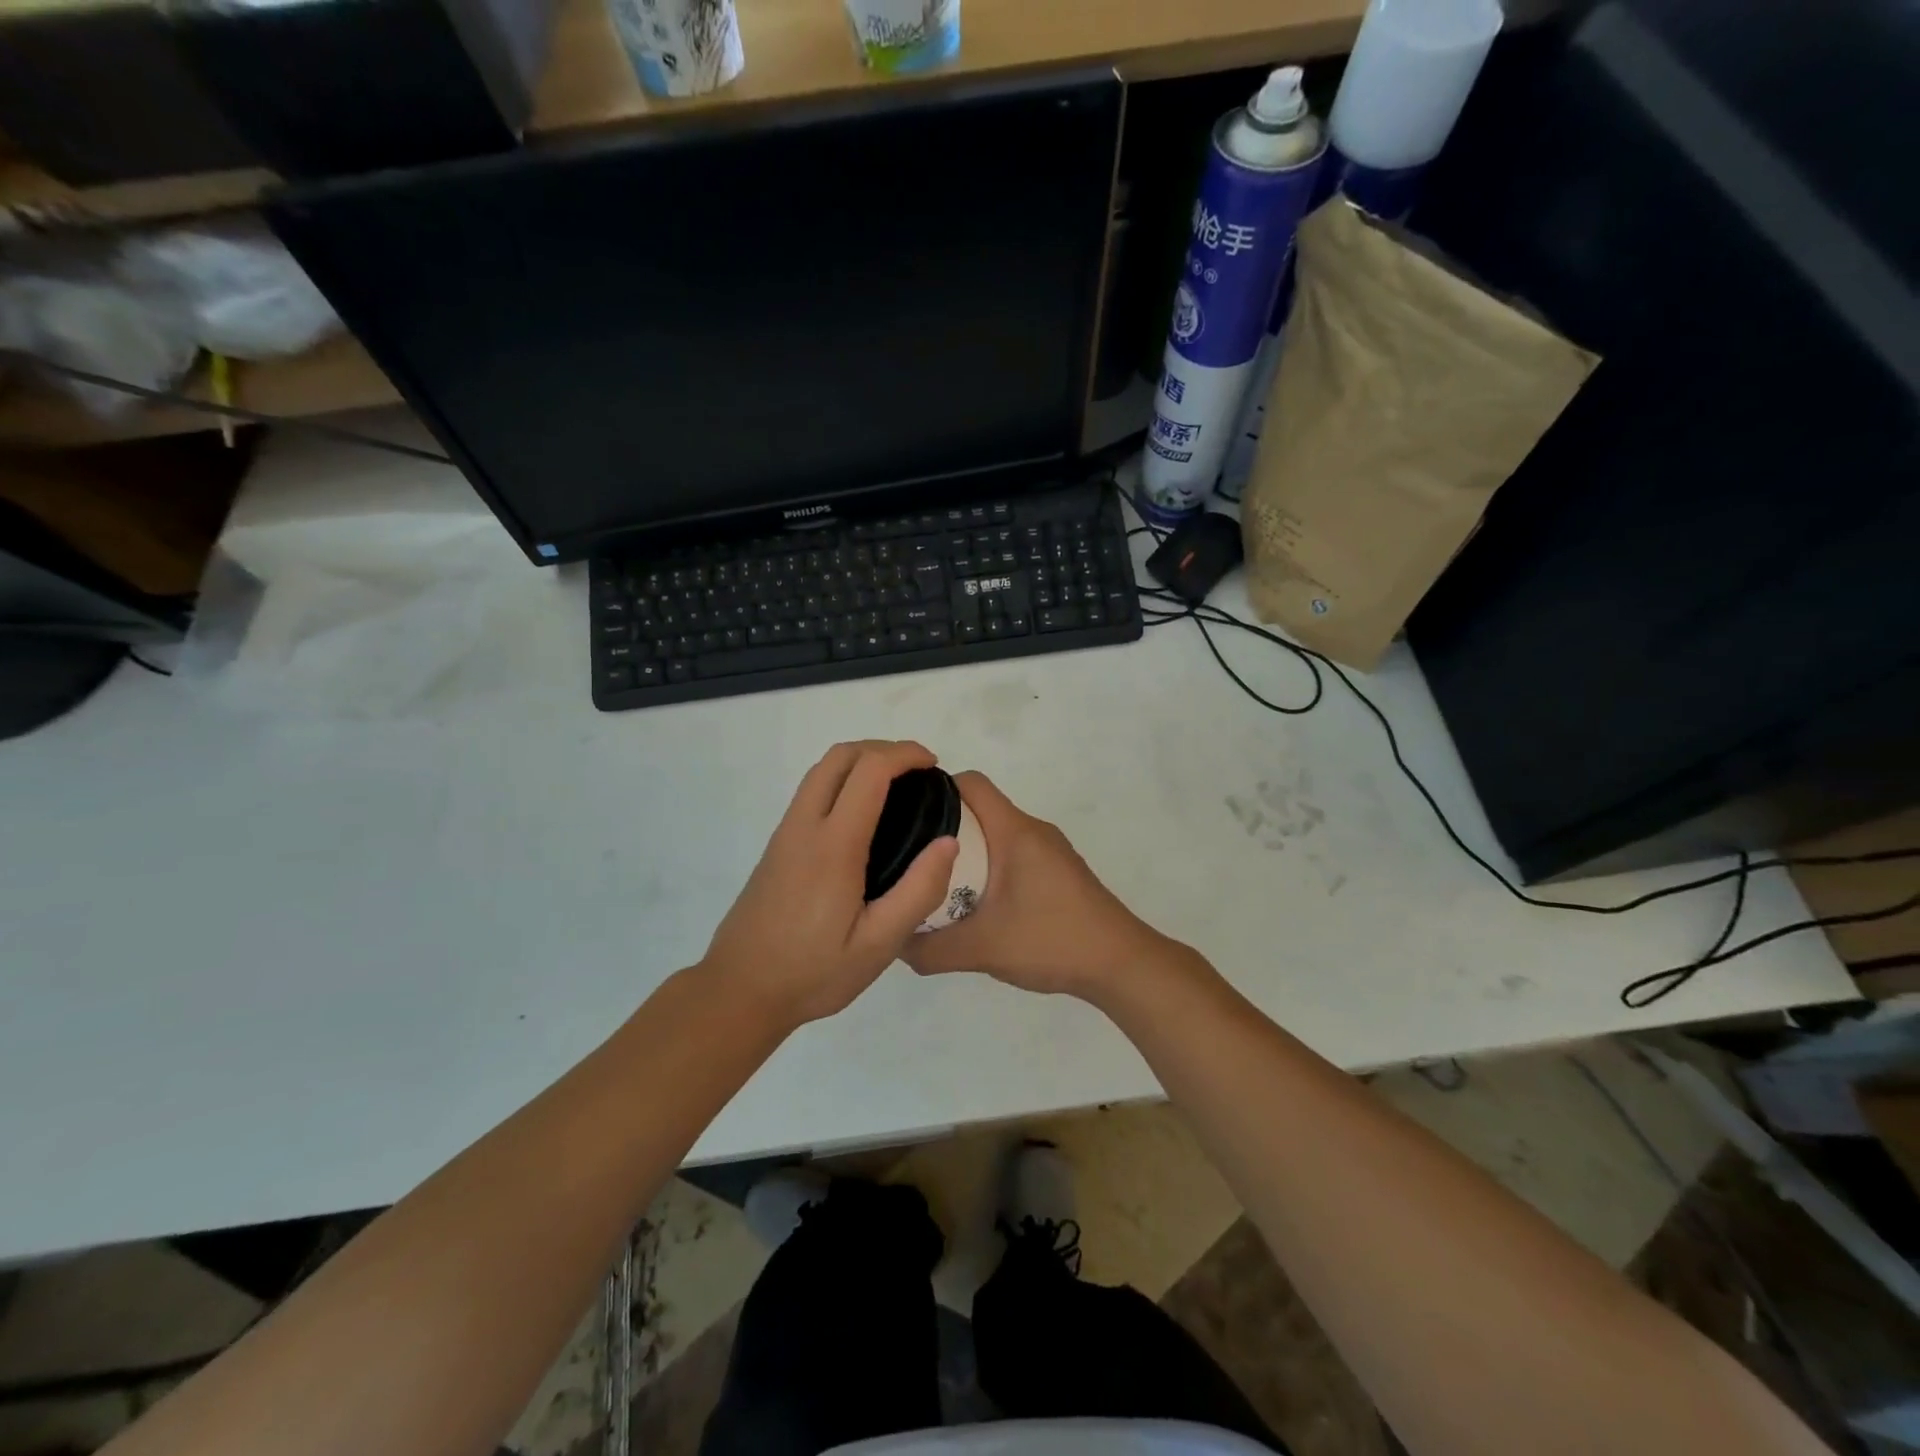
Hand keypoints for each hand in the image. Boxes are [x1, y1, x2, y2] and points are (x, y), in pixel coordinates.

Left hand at [700, 740, 959, 1028]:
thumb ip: (918, 891)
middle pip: (840, 756)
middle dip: (882, 749)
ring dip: (860, 762)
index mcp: (834, 845)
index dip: (904, 754)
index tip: (933, 765)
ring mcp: (785, 834)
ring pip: (821, 771)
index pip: (869, 771)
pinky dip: (843, 780)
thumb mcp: (879, 945)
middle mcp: (804, 826)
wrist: (739, 991)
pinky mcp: (777, 846)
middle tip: (917, 772)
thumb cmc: (813, 972)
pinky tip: (864, 817)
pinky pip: (812, 792)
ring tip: (897, 788)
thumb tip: (948, 842)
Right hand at [901, 771, 1187, 1001]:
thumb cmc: (1051, 940)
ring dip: (966, 850)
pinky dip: (989, 865)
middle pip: (980, 808)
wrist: (1120, 964)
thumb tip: (893, 942)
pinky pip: (1013, 853)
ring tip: (935, 880)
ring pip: (996, 833)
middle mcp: (1033, 830)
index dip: (935, 789)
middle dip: (942, 826)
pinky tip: (976, 902)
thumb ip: (930, 948)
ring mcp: (1049, 850)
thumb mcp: (981, 949)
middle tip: (910, 856)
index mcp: (1014, 831)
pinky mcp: (1059, 871)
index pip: (971, 783)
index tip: (904, 814)